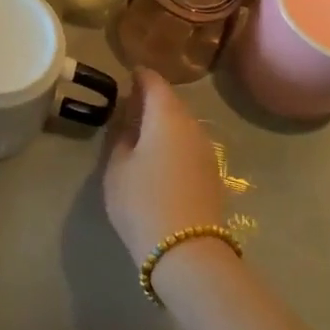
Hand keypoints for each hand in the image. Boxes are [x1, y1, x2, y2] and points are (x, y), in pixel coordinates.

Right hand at [101, 68, 226, 259]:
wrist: (188, 253)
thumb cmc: (142, 202)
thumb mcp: (117, 168)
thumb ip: (121, 139)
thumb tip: (129, 126)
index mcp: (166, 116)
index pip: (154, 82)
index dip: (140, 76)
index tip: (127, 75)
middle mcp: (192, 126)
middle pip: (171, 103)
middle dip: (152, 100)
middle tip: (130, 104)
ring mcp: (207, 151)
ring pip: (183, 125)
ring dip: (164, 123)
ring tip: (142, 132)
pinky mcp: (213, 175)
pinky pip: (190, 145)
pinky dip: (174, 142)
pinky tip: (160, 156)